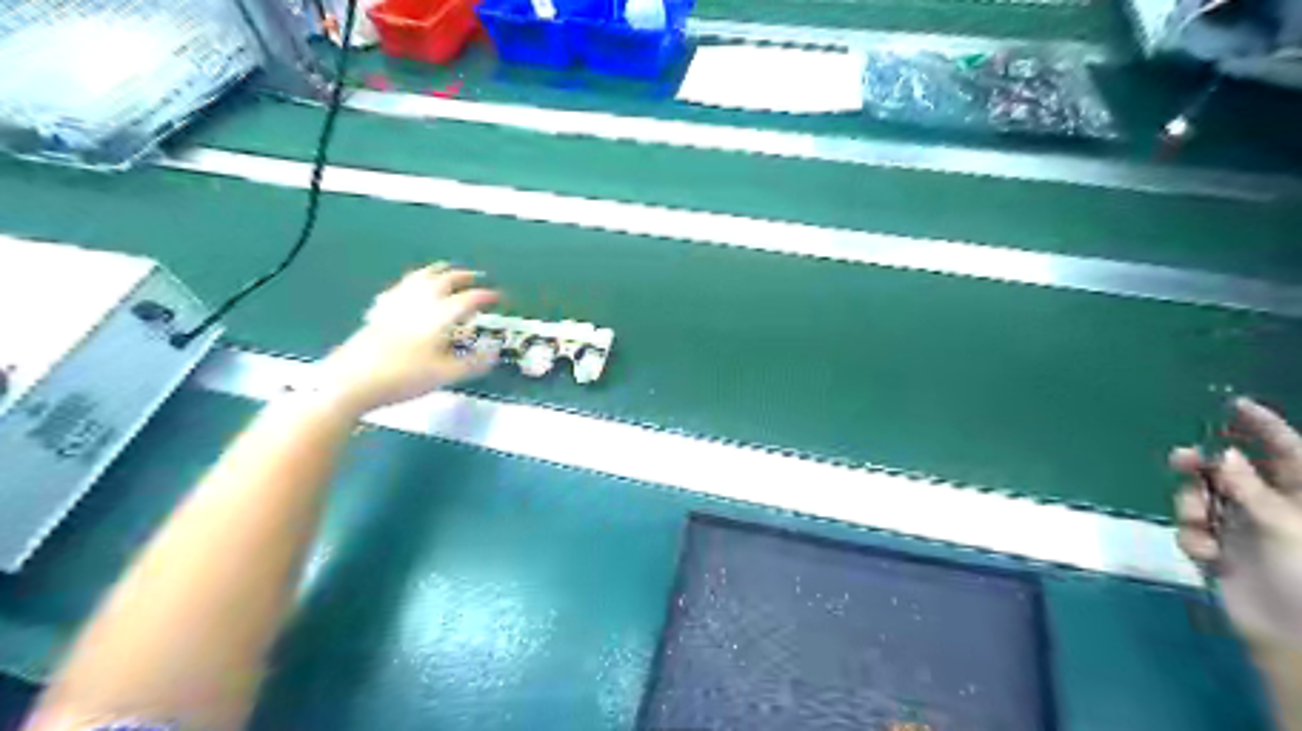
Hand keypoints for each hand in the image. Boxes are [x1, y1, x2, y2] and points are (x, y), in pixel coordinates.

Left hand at [312, 263, 501, 415]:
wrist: (351, 379)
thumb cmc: (403, 377)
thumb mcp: (445, 375)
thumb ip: (473, 363)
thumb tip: (494, 353)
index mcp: (440, 315)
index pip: (469, 299)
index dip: (486, 296)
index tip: (500, 298)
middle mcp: (420, 302)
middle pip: (444, 280)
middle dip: (463, 276)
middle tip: (477, 277)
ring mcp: (397, 303)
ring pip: (421, 277)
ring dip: (438, 271)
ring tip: (447, 271)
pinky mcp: (380, 310)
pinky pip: (401, 287)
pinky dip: (413, 282)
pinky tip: (410, 288)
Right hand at [1176, 400, 1300, 643]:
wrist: (1294, 637)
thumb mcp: (1284, 526)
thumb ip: (1247, 488)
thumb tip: (1220, 453)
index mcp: (1300, 497)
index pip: (1285, 451)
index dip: (1261, 426)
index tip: (1234, 403)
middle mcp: (1271, 507)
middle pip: (1229, 471)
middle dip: (1203, 466)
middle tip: (1182, 460)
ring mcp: (1242, 529)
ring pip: (1200, 497)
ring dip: (1192, 506)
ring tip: (1199, 522)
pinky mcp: (1219, 550)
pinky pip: (1191, 530)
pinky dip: (1193, 538)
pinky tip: (1207, 555)